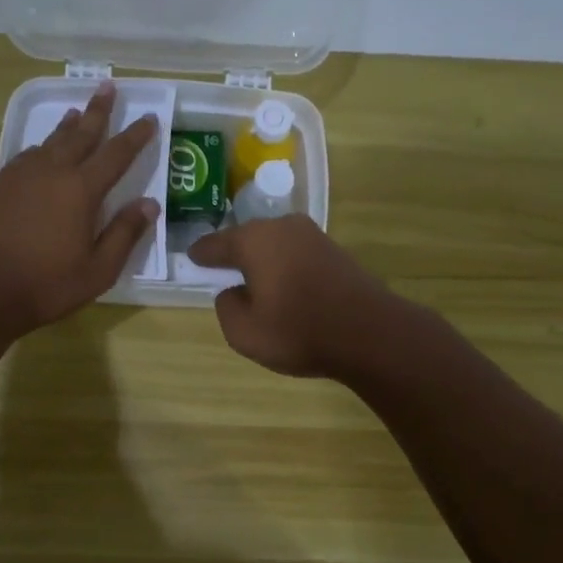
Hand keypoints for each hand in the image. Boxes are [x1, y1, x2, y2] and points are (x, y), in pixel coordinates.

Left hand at [0, 81, 159, 335]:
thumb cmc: (49, 283)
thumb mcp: (99, 269)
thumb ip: (125, 233)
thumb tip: (149, 204)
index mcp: (82, 190)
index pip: (116, 154)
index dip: (135, 136)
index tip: (149, 118)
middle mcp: (53, 172)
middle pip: (80, 134)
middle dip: (97, 111)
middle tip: (107, 87)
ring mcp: (22, 176)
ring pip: (50, 140)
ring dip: (68, 125)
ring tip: (76, 112)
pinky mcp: (0, 185)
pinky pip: (27, 154)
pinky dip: (42, 146)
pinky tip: (42, 149)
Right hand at [187, 216, 402, 377]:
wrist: (370, 334)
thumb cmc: (299, 330)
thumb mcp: (244, 332)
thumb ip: (227, 307)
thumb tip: (233, 292)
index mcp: (254, 240)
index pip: (217, 243)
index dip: (201, 253)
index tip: (191, 257)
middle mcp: (283, 228)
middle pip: (248, 238)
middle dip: (234, 252)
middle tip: (220, 267)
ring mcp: (313, 236)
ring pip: (274, 245)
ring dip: (262, 260)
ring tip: (252, 280)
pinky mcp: (335, 252)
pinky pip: (296, 255)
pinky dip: (284, 267)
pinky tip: (283, 285)